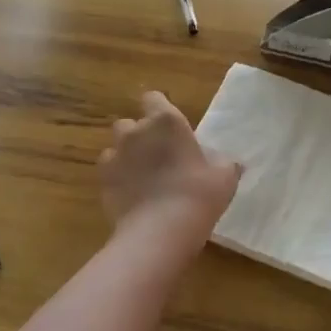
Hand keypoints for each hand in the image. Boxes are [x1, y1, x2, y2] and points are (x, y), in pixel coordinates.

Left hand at [98, 91, 241, 253]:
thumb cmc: (198, 195)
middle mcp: (136, 131)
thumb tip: (228, 161)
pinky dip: (118, 178)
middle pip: (131, 123)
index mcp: (167, 121)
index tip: (169, 127)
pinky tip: (131, 194)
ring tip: (142, 177)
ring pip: (116, 146)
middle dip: (140, 134)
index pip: (154, 99)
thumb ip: (224, 162)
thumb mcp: (225, 177)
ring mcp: (115, 155)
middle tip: (158, 155)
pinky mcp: (103, 180)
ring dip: (127, 155)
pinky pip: (109, 170)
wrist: (159, 232)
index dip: (159, 109)